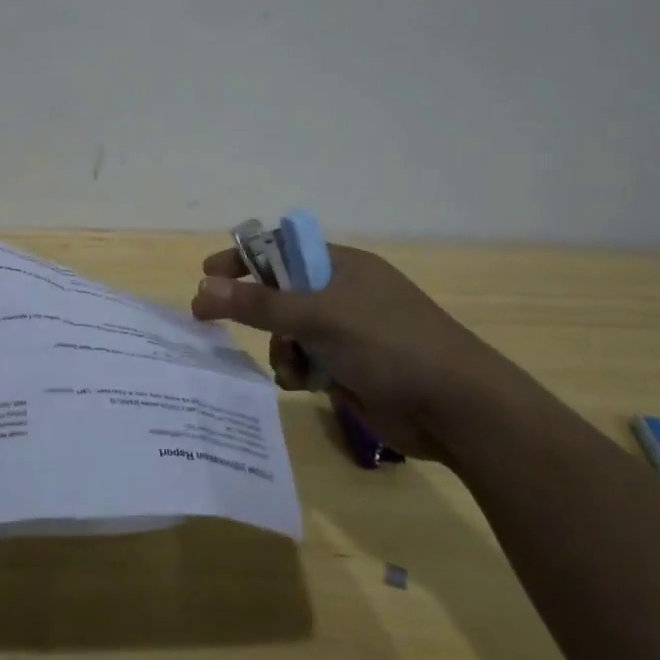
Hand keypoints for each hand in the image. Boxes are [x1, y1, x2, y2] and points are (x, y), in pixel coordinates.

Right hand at [190, 242, 512, 460]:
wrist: (456, 409)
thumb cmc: (390, 345)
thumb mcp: (320, 317)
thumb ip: (259, 304)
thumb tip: (203, 287)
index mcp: (342, 266)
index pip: (281, 250)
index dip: (244, 259)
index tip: (208, 274)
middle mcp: (342, 294)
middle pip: (280, 294)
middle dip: (257, 312)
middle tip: (215, 321)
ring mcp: (347, 333)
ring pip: (289, 333)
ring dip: (281, 349)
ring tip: (292, 368)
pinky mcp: (350, 368)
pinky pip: (305, 361)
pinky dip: (298, 371)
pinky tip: (304, 385)